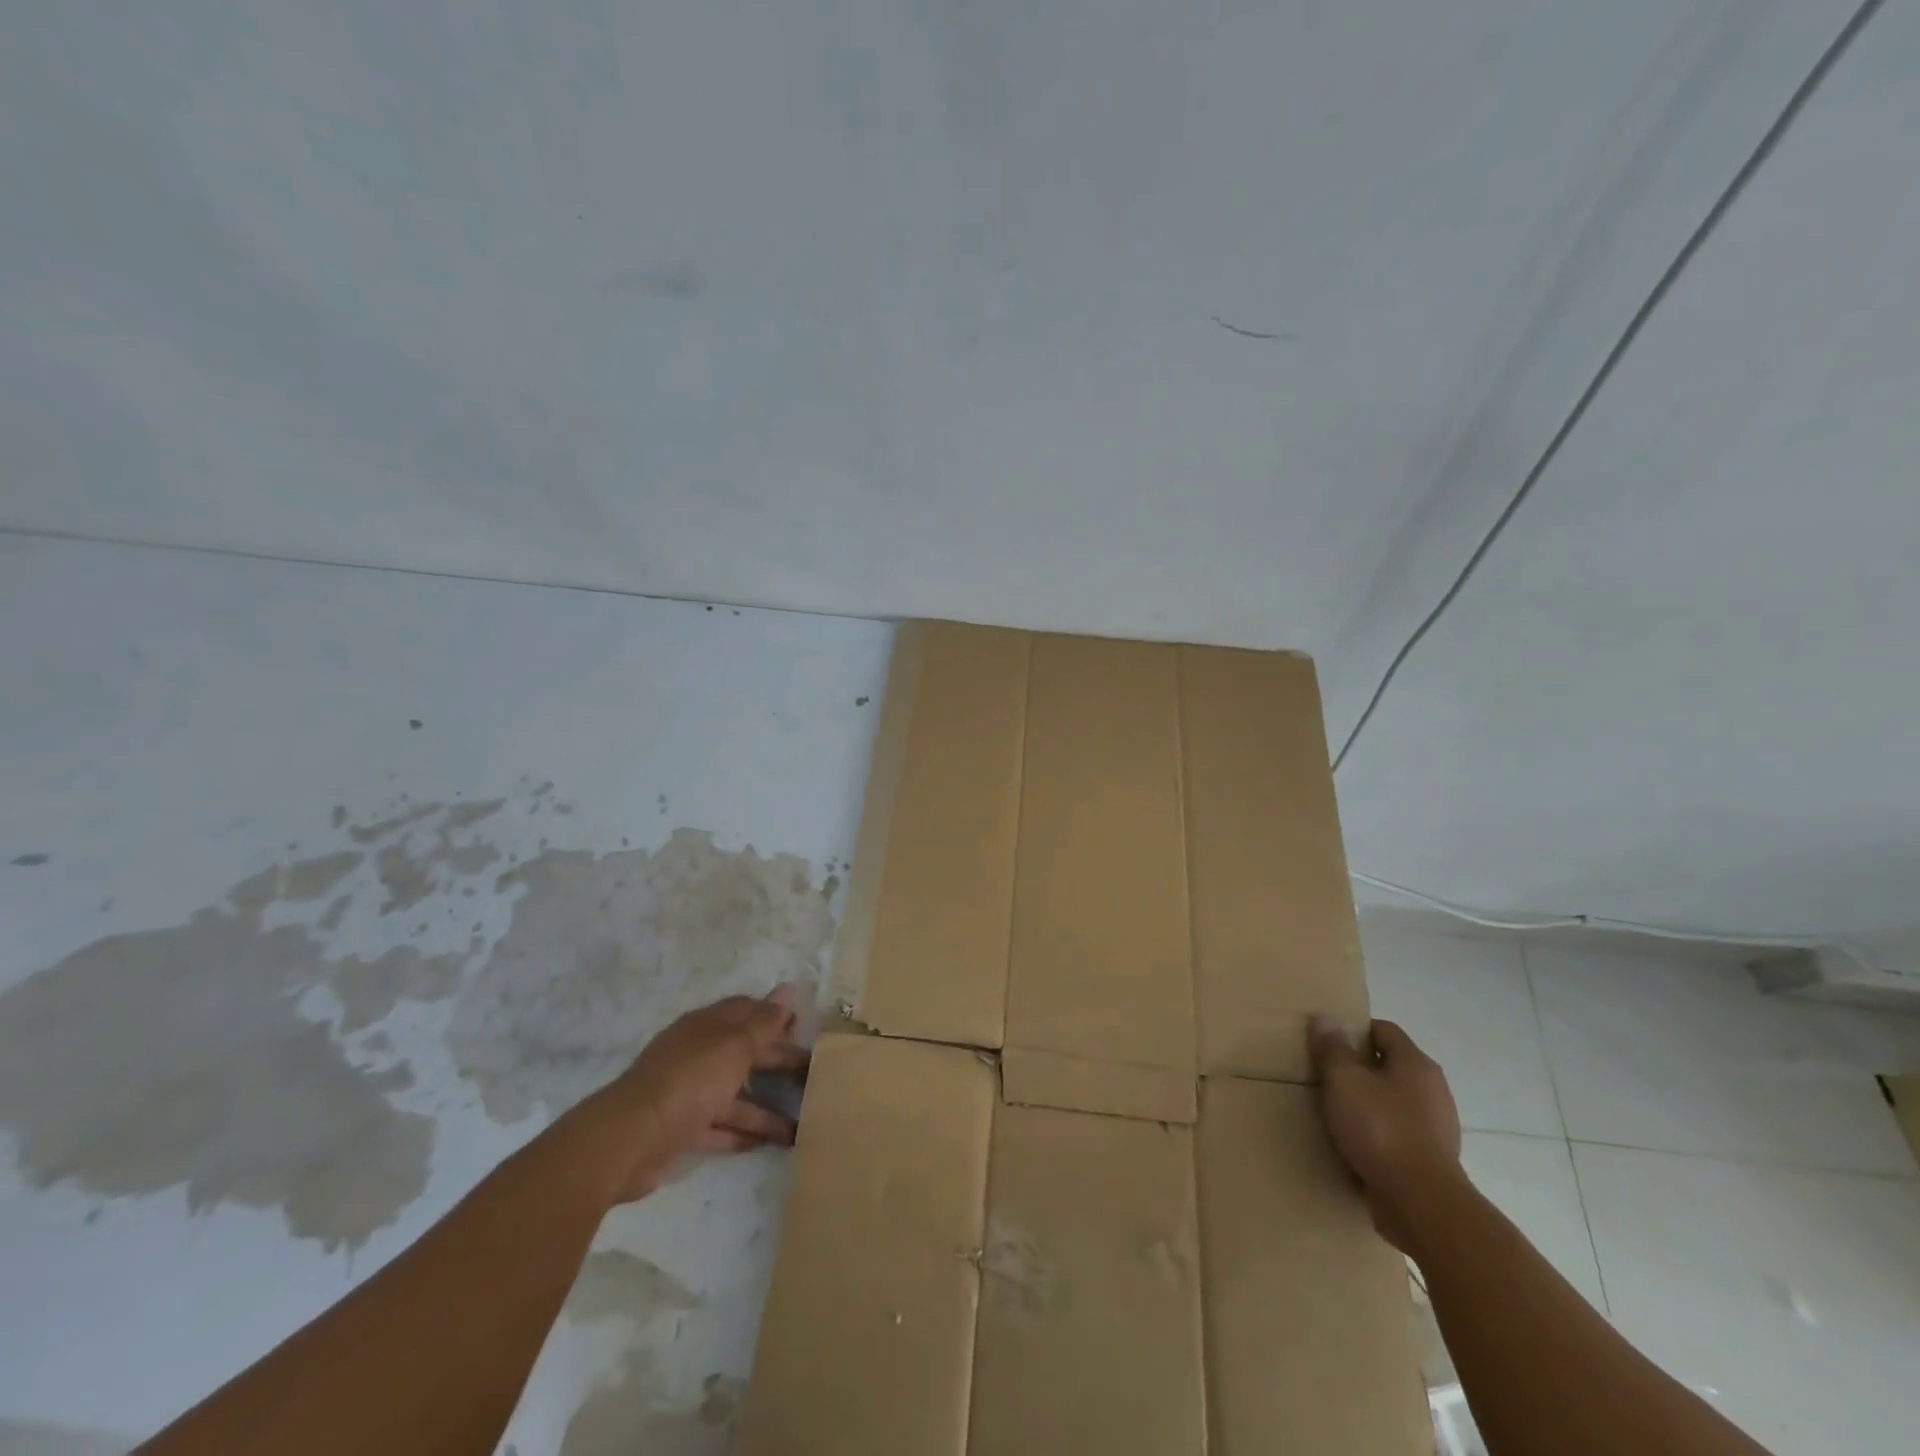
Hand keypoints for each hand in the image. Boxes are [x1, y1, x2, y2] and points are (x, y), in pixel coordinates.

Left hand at [587, 988, 809, 1203]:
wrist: (629, 1139)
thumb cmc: (690, 1080)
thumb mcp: (734, 1046)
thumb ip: (764, 1022)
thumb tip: (789, 989)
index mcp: (708, 1026)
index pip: (747, 1011)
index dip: (776, 1016)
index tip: (805, 1027)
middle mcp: (698, 1054)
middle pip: (745, 1053)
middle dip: (778, 1061)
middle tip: (815, 1074)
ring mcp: (688, 1093)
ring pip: (735, 1094)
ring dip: (767, 1107)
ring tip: (803, 1122)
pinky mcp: (681, 1130)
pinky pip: (720, 1128)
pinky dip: (744, 1133)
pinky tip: (773, 1143)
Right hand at [1309, 1016, 1464, 1251]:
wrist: (1422, 1205)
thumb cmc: (1381, 1130)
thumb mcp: (1343, 1081)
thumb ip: (1332, 1049)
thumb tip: (1324, 1019)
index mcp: (1416, 1064)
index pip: (1384, 1030)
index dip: (1354, 1031)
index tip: (1327, 1044)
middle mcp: (1433, 1090)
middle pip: (1388, 1066)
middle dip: (1357, 1070)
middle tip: (1325, 1078)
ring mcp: (1437, 1127)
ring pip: (1393, 1102)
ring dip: (1367, 1104)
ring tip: (1335, 1114)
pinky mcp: (1431, 1159)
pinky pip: (1398, 1134)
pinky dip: (1377, 1134)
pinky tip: (1354, 1145)